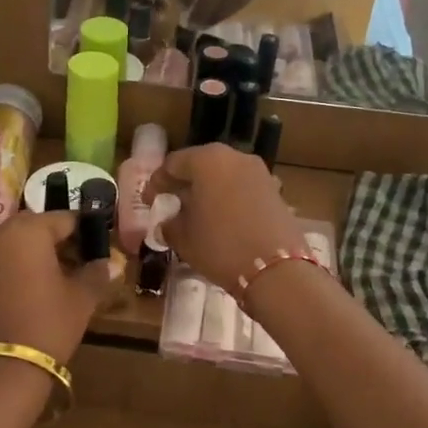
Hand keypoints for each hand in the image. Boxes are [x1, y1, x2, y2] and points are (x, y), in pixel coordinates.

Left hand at [0, 211, 123, 374]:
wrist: (3, 368)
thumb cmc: (48, 323)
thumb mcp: (81, 298)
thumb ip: (97, 274)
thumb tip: (111, 263)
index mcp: (29, 232)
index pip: (64, 218)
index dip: (85, 229)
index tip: (99, 244)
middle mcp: (1, 236)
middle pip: (35, 225)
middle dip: (57, 236)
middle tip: (79, 257)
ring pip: (14, 242)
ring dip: (36, 250)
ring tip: (59, 273)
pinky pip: (0, 260)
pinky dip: (18, 265)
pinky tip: (35, 286)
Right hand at [144, 144, 307, 291]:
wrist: (277, 270)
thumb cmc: (221, 247)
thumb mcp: (184, 239)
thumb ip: (170, 225)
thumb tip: (167, 223)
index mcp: (207, 160)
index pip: (172, 164)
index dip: (157, 183)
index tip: (150, 202)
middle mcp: (234, 157)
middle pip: (200, 165)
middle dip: (184, 183)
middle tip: (172, 203)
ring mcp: (259, 172)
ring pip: (224, 175)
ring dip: (208, 190)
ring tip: (197, 213)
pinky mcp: (274, 190)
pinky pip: (242, 188)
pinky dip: (228, 198)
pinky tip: (223, 220)